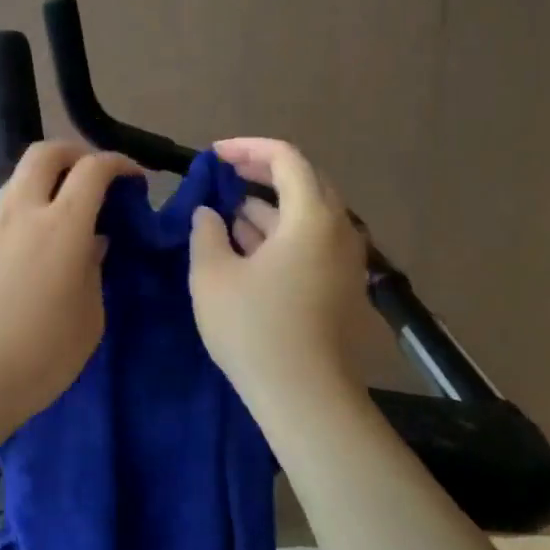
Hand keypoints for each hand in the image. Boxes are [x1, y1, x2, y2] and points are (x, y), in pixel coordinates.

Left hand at [0, 141, 140, 440]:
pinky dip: (28, 202)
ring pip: (20, 174)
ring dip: (48, 175)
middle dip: (76, 151)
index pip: (93, 169)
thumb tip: (92, 242)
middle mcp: (22, 212)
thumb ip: (95, 270)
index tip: (135, 179)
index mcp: (61, 227)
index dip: (119, 163)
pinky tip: (39, 237)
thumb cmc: (39, 357)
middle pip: (46, 151)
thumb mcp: (89, 319)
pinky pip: (5, 203)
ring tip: (68, 206)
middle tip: (97, 174)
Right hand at [188, 137, 368, 413]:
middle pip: (303, 182)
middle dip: (260, 173)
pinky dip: (280, 234)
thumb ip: (206, 233)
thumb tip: (210, 214)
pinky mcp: (340, 287)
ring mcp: (344, 261)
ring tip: (226, 212)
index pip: (286, 158)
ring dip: (267, 207)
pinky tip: (246, 247)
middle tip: (223, 175)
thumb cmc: (255, 330)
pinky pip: (310, 243)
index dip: (247, 148)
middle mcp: (338, 231)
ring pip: (306, 216)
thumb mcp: (212, 276)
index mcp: (312, 217)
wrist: (307, 400)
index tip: (213, 155)